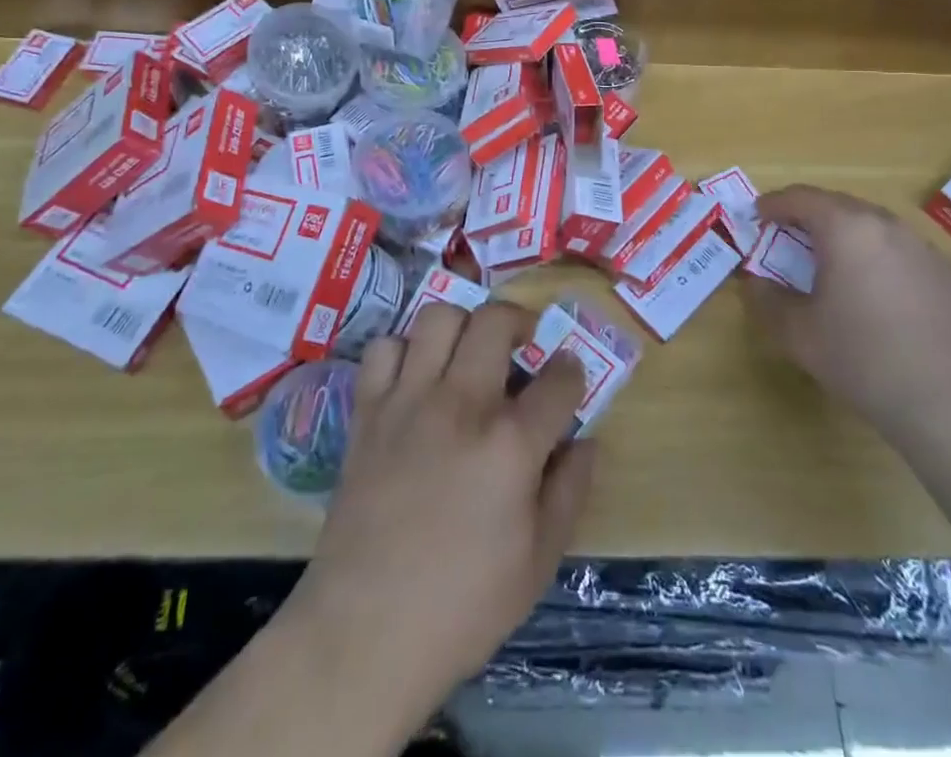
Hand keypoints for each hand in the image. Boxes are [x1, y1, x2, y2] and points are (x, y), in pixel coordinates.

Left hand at [284, 302, 593, 727]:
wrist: (365, 631)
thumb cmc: (462, 606)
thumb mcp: (538, 563)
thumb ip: (569, 491)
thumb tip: (586, 441)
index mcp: (511, 444)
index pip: (559, 380)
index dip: (572, 372)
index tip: (569, 376)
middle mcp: (462, 405)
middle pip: (495, 322)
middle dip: (519, 322)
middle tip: (521, 345)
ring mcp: (409, 401)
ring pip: (438, 317)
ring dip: (462, 325)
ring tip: (468, 352)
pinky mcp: (369, 412)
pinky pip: (384, 348)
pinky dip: (403, 351)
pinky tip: (414, 377)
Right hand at [743, 185, 950, 442]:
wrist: (949, 405)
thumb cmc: (862, 360)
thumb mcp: (797, 333)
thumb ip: (766, 300)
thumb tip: (755, 283)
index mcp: (846, 229)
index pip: (801, 198)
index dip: (774, 204)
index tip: (758, 215)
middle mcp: (888, 227)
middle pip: (840, 205)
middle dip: (810, 216)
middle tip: (789, 237)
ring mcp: (926, 250)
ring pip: (876, 228)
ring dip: (848, 237)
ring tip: (834, 265)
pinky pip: (906, 255)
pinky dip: (882, 261)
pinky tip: (880, 297)